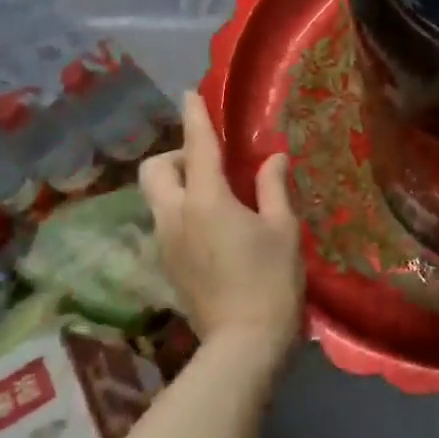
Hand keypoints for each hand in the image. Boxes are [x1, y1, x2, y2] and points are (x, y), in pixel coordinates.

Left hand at [141, 92, 302, 365]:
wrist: (243, 343)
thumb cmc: (271, 280)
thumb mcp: (283, 229)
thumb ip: (274, 188)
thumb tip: (272, 158)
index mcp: (206, 200)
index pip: (197, 146)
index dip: (194, 116)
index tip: (190, 93)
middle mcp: (175, 215)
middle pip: (155, 169)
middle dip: (176, 156)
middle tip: (210, 164)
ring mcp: (165, 242)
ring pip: (156, 197)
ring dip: (178, 184)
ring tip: (217, 197)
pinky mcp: (166, 264)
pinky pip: (165, 222)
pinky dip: (181, 210)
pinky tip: (213, 228)